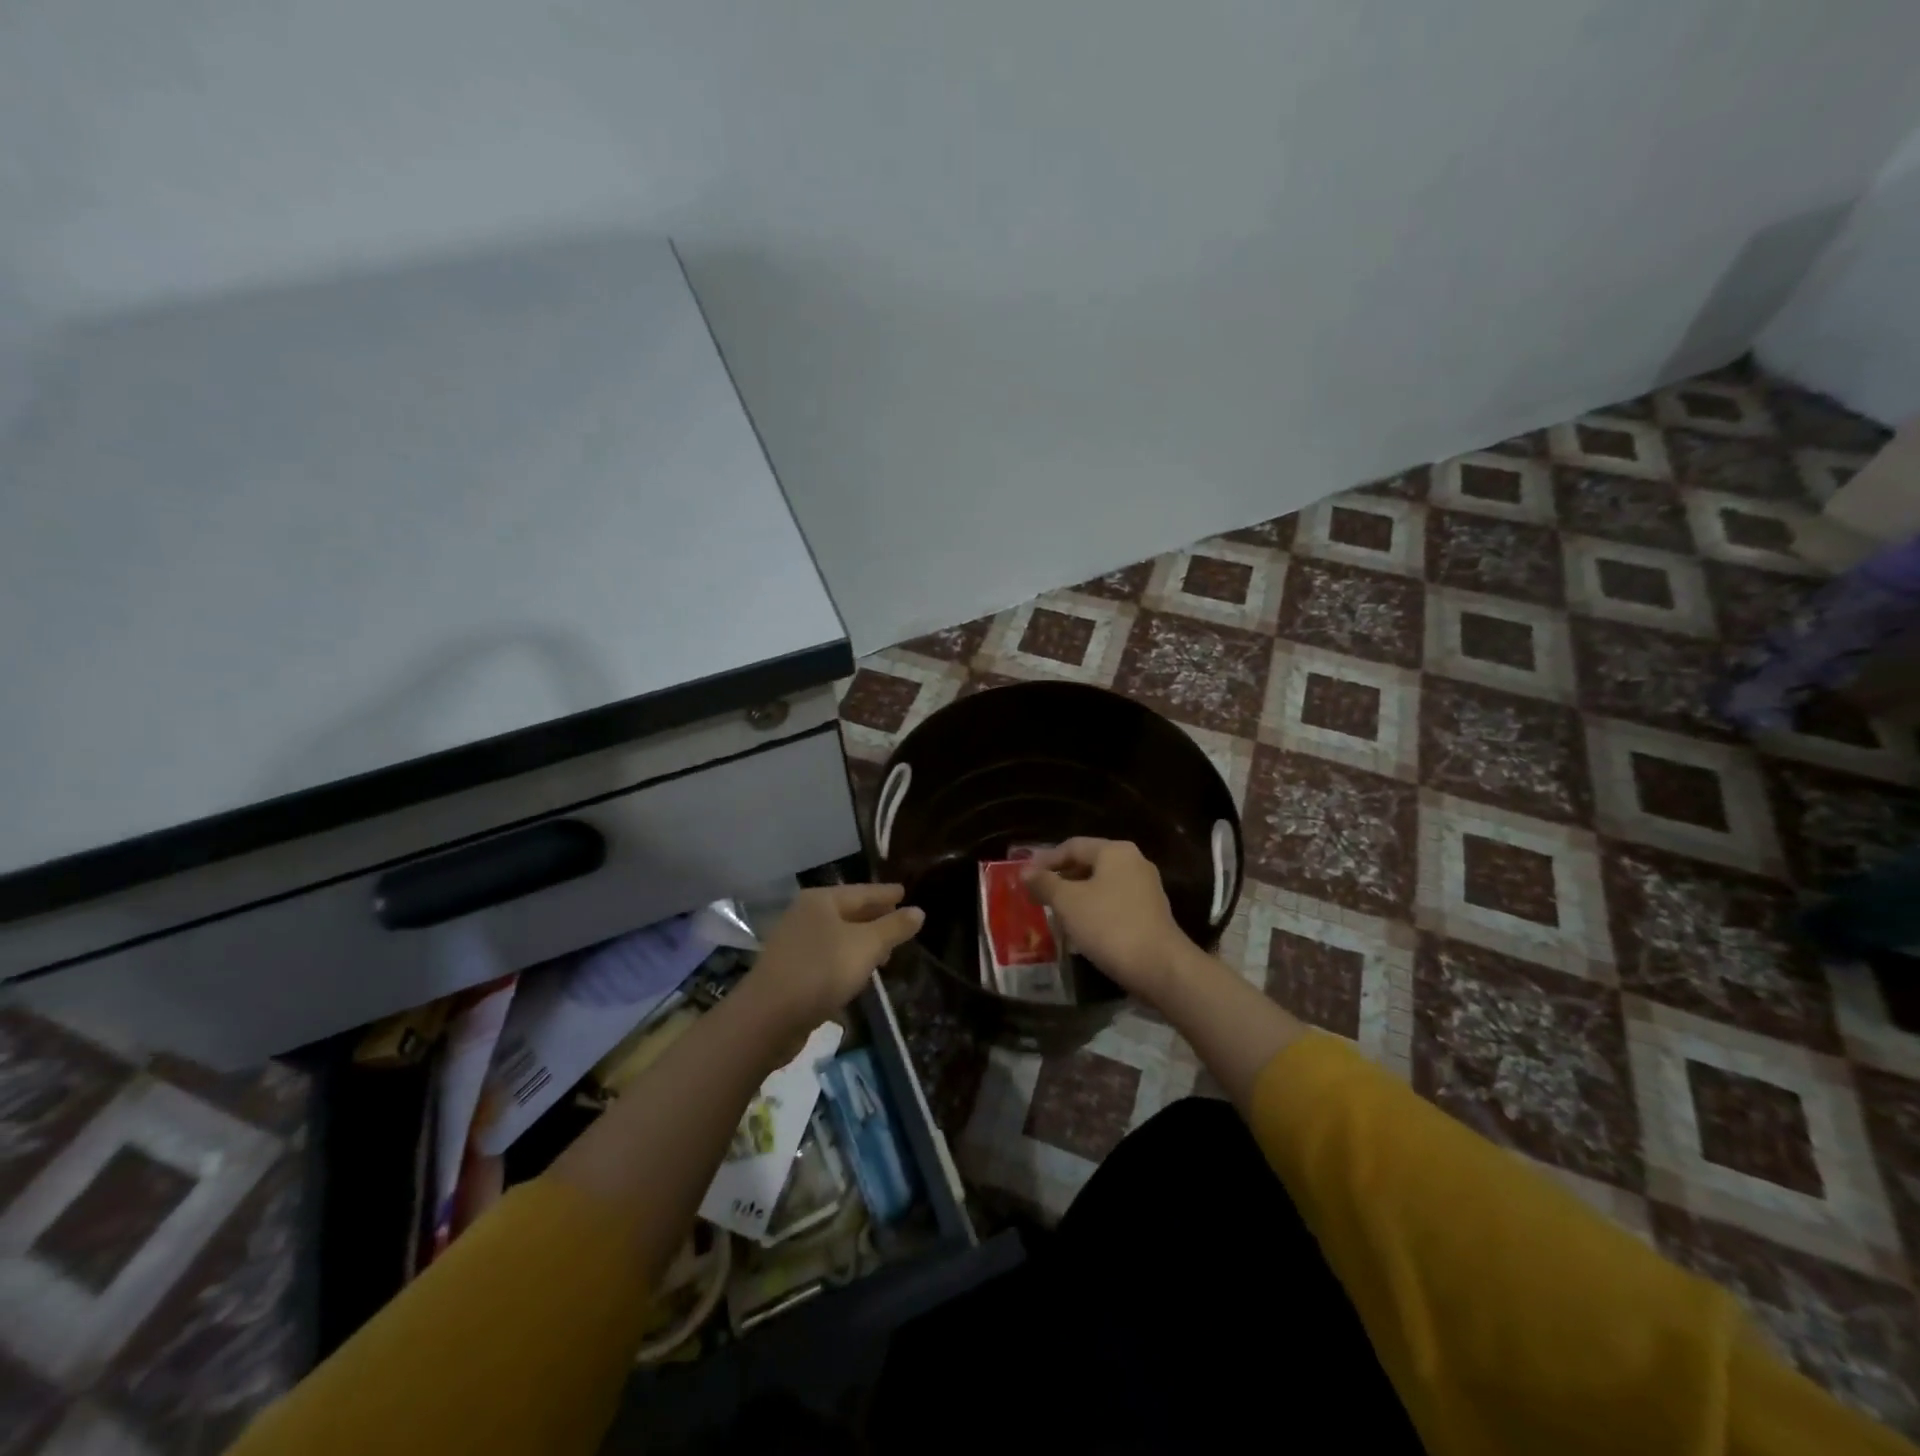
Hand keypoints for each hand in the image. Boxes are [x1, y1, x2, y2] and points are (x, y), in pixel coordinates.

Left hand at [747, 883, 923, 1028]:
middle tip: (900, 923)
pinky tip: (858, 975)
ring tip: (885, 953)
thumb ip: (893, 928)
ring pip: (837, 937)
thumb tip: (918, 911)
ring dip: (861, 943)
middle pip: (848, 912)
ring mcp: (794, 944)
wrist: (768, 1017)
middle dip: (874, 918)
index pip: (862, 891)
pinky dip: (845, 962)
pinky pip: (827, 958)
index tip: (904, 892)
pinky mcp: (790, 972)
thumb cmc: (822, 970)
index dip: (885, 893)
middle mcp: (804, 915)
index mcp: (821, 900)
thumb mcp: (867, 946)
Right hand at [1022, 838, 1192, 1003]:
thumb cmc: (1109, 925)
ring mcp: (1145, 888)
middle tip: (1037, 894)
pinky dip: (1094, 910)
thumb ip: (1044, 883)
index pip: (1072, 846)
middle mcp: (1134, 862)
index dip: (1045, 859)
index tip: (1024, 876)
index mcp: (1115, 851)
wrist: (1159, 967)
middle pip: (1088, 863)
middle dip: (1061, 878)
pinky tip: (1080, 928)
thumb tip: (1025, 871)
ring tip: (1054, 912)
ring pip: (1101, 885)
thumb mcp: (1068, 902)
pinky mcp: (1150, 913)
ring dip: (1076, 896)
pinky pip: (1114, 903)